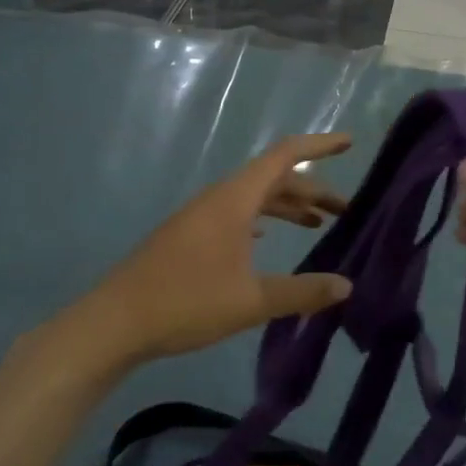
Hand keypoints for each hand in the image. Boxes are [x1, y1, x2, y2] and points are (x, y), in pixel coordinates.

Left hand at [85, 133, 354, 365]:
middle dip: (312, 189)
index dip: (319, 147)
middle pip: (273, 179)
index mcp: (234, 200)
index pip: (284, 157)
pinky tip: (268, 240)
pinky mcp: (189, 237)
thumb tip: (347, 285)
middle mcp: (218, 199)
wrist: (115, 322)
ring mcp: (200, 217)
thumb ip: (302, 292)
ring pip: (253, 199)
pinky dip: (261, 221)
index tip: (350, 143)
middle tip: (346, 210)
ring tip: (318, 224)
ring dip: (287, 206)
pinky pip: (236, 216)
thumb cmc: (186, 303)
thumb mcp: (251, 301)